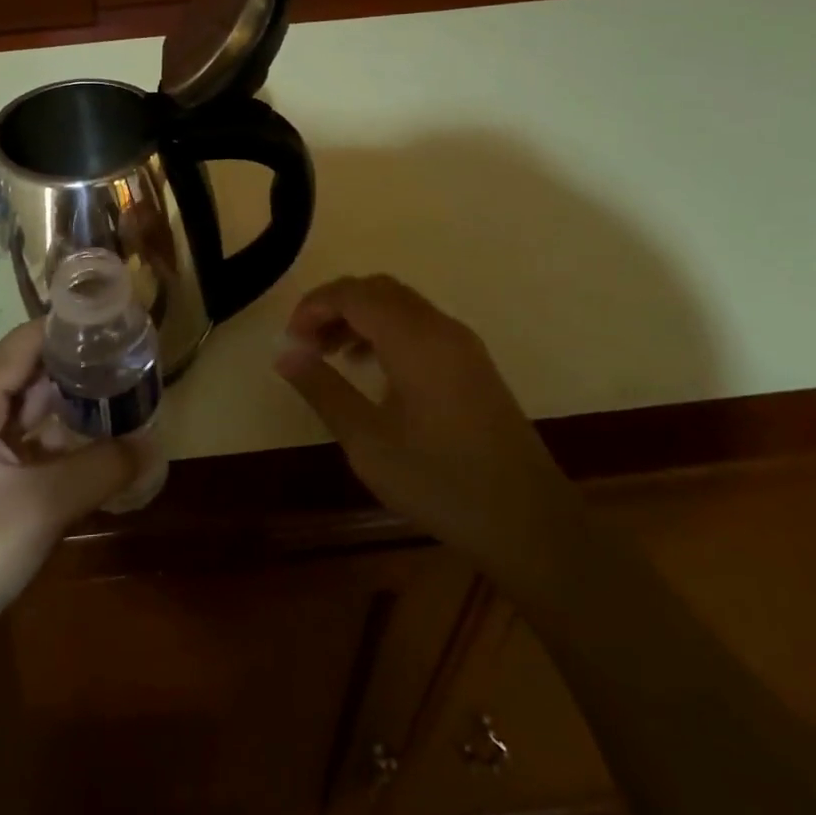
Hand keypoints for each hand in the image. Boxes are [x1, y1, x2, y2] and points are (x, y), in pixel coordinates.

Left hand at [0, 322, 139, 671]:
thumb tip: (153, 443)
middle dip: (83, 371)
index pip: (26, 342)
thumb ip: (101, 467)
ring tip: (132, 402)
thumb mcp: (41, 505)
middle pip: (33, 375)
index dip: (72, 329)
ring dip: (77, 411)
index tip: (122, 326)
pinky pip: (32, 449)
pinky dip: (66, 446)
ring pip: (35, 414)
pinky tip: (105, 451)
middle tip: (138, 367)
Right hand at [274, 275, 574, 577]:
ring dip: (360, 317)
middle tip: (305, 343)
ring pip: (400, 305)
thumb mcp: (368, 442)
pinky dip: (386, 331)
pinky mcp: (473, 364)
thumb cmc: (442, 483)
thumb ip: (323, 390)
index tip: (289, 340)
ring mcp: (462, 345)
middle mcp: (441, 328)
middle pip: (377, 290)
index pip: (353, 294)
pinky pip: (420, 325)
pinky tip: (370, 369)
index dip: (314, 306)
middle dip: (334, 306)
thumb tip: (285, 354)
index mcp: (415, 340)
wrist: (531, 525)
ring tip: (329, 354)